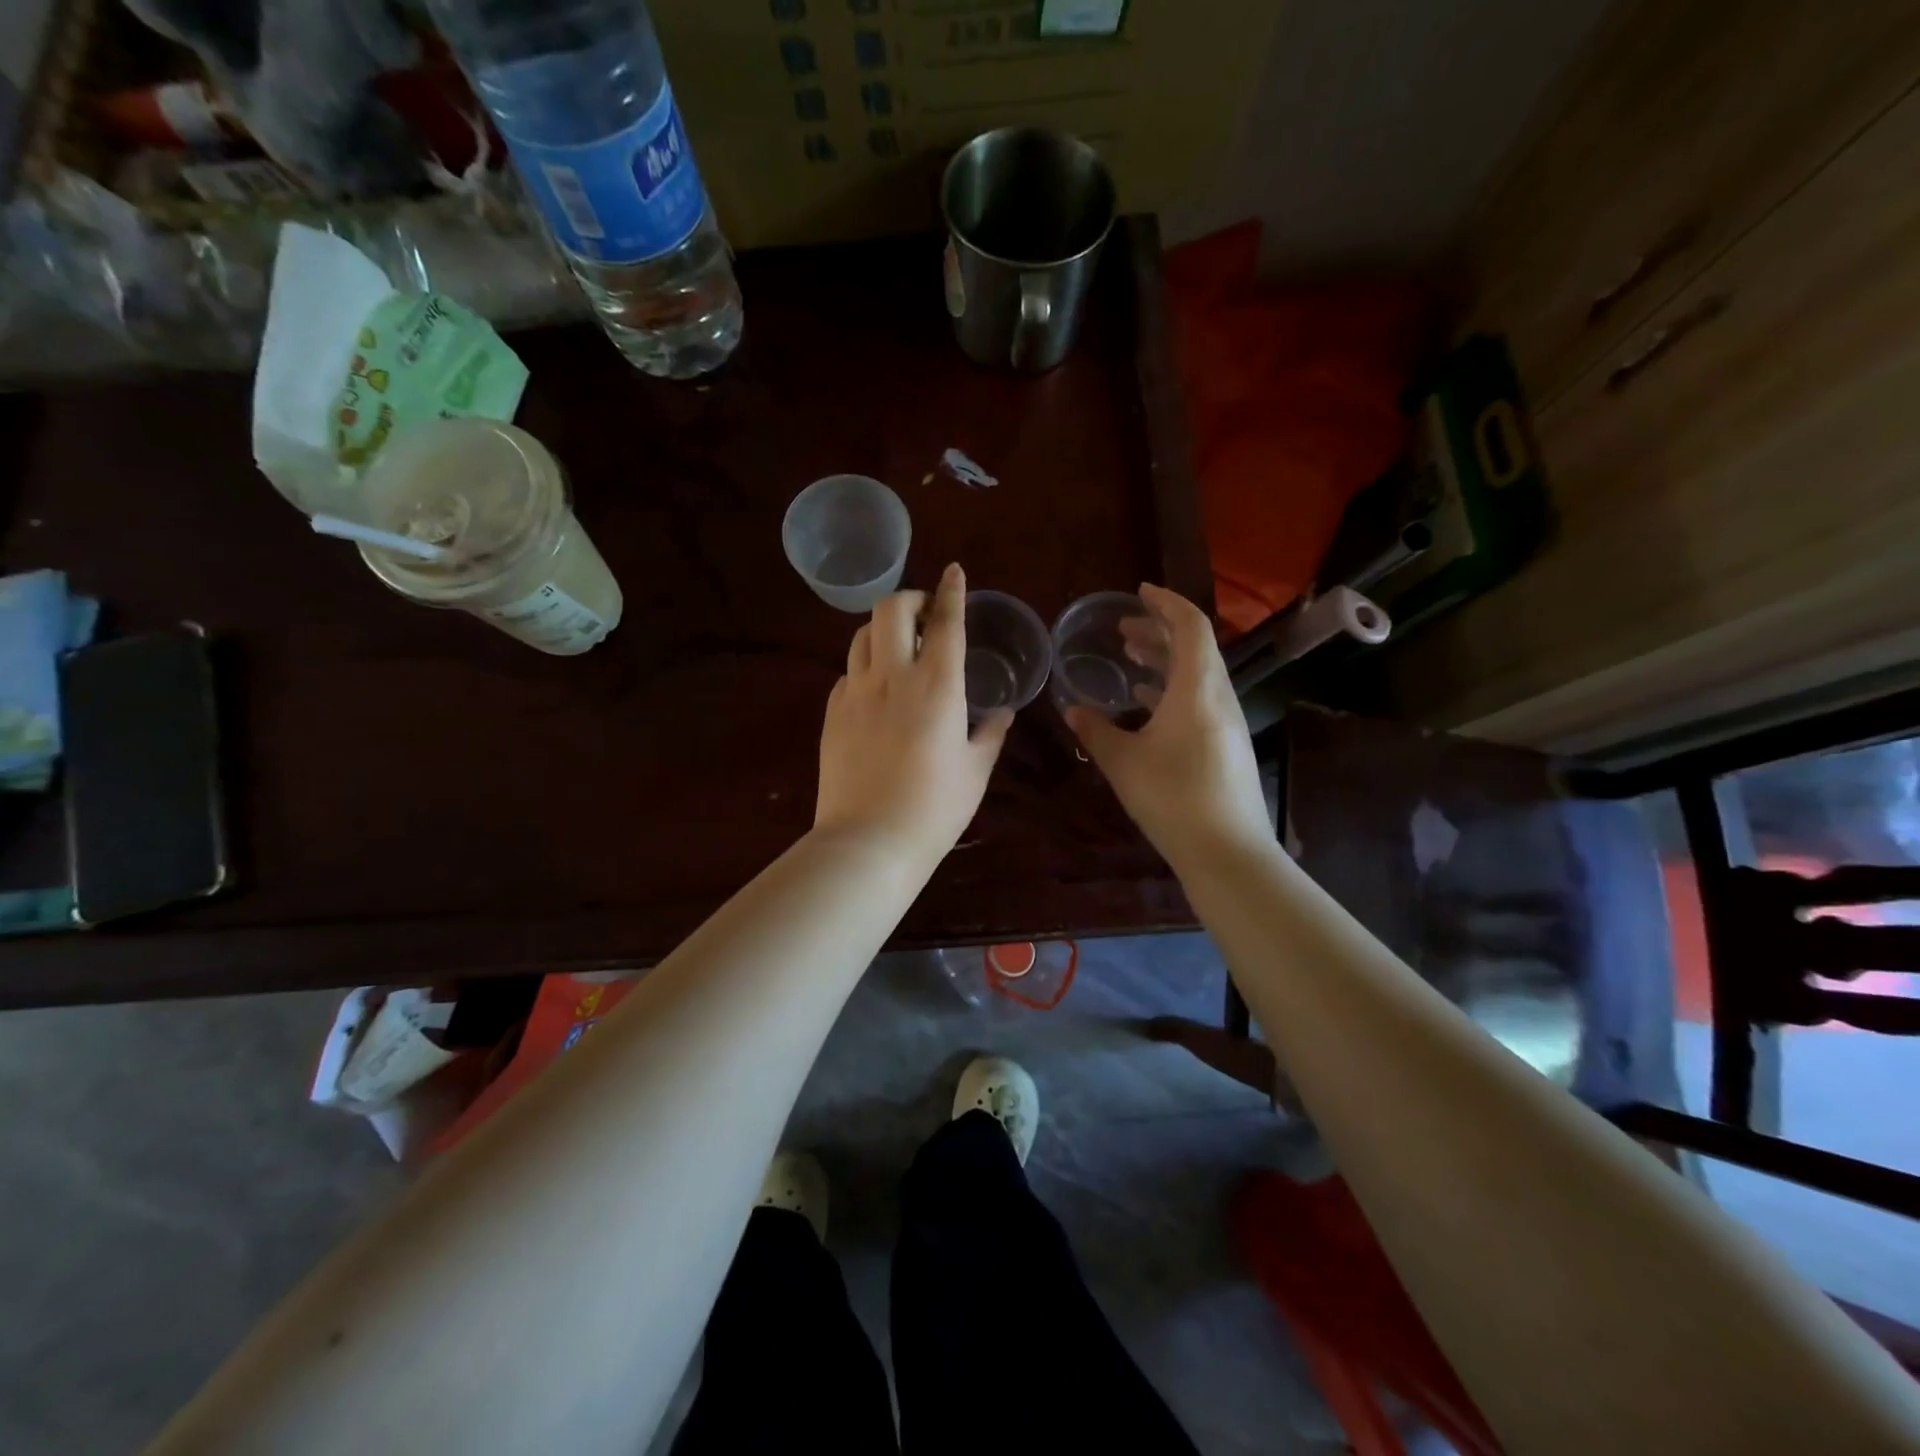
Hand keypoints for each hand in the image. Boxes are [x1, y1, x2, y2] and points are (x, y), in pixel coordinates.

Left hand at [814, 563, 1011, 865]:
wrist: (869, 841)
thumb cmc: (935, 808)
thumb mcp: (976, 771)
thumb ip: (991, 734)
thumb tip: (1003, 712)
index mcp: (937, 685)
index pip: (945, 621)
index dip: (952, 590)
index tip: (955, 570)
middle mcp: (892, 676)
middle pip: (892, 609)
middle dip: (911, 598)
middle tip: (925, 613)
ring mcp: (855, 692)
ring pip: (862, 635)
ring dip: (883, 628)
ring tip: (898, 645)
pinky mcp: (832, 713)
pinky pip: (847, 672)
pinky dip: (865, 666)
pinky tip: (876, 689)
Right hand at [1064, 584, 1271, 868]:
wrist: (1227, 852)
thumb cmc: (1172, 798)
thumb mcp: (1123, 762)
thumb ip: (1095, 731)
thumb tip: (1071, 709)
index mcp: (1197, 689)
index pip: (1190, 626)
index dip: (1166, 603)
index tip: (1139, 593)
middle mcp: (1219, 697)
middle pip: (1195, 648)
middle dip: (1160, 632)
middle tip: (1124, 629)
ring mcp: (1228, 722)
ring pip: (1198, 675)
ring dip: (1166, 661)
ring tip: (1131, 659)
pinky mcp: (1227, 745)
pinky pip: (1200, 700)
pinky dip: (1174, 689)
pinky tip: (1148, 703)